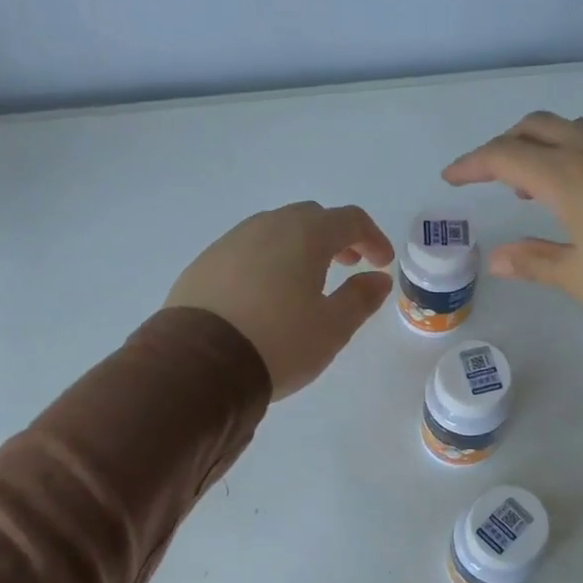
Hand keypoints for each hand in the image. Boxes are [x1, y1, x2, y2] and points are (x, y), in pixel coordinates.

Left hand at [166, 202, 394, 399]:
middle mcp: (267, 226)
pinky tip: (266, 295)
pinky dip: (267, 261)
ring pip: (275, 231)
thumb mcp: (332, 328)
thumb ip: (360, 299)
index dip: (373, 238)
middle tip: (346, 266)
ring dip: (299, 248)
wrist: (200, 364)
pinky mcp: (204, 263)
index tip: (381, 264)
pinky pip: (246, 250)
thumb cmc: (280, 343)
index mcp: (305, 235)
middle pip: (310, 218)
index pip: (350, 219)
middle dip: (335, 238)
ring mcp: (230, 242)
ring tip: (306, 283)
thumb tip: (378, 279)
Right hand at [443, 112, 582, 348]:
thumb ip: (534, 261)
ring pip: (574, 129)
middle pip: (539, 127)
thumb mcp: (579, 277)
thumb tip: (497, 257)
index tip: (450, 178)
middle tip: (487, 175)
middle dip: (506, 144)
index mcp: (569, 176)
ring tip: (529, 185)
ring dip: (542, 145)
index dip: (473, 163)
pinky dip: (573, 154)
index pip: (507, 155)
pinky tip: (579, 192)